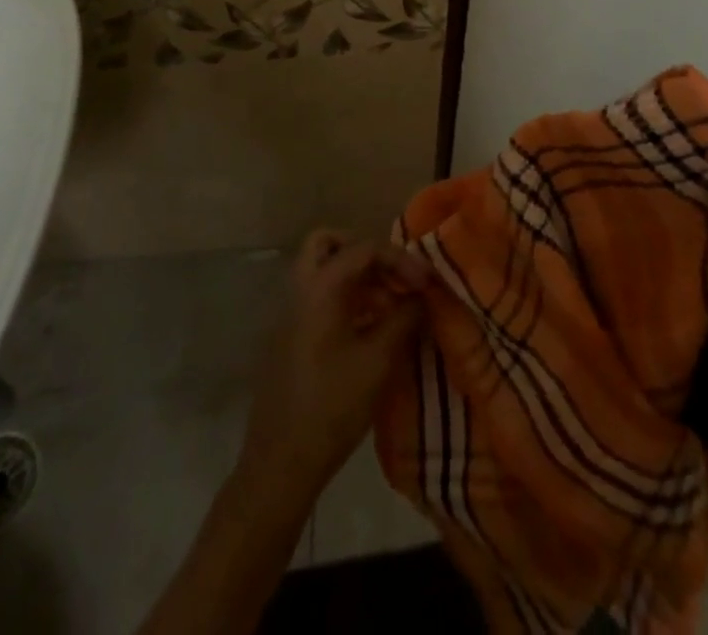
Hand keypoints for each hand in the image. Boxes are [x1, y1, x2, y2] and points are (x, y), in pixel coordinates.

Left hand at [238, 229, 430, 502]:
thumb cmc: (332, 407)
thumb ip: (404, 318)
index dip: (400, 259)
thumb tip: (422, 296)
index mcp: (320, 287)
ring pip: (322, 270)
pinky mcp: (290, 336)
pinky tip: (371, 327)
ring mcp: (291, 313)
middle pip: (329, 244)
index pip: (364, 248)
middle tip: (394, 276)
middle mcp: (301, 289)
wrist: (281, 462)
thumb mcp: (378, 361)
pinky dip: (345, 297)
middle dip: (365, 252)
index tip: (427, 283)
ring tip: (390, 305)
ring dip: (356, 276)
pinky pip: (318, 296)